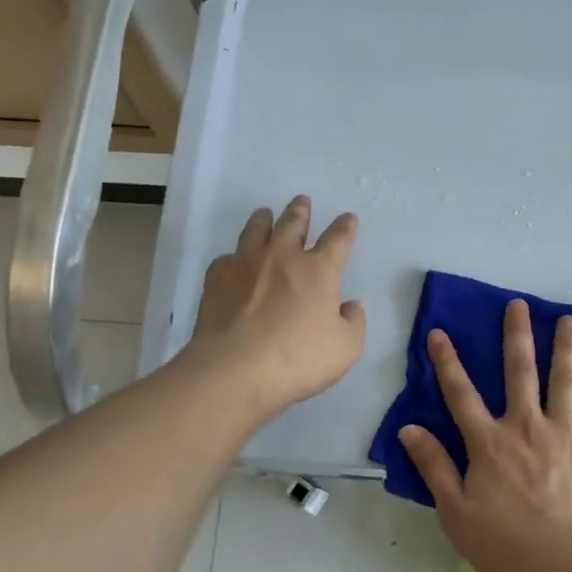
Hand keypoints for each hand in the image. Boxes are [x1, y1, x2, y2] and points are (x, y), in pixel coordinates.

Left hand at [190, 196, 365, 417]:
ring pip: (256, 231)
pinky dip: (234, 256)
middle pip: (293, 224)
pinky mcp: (217, 278)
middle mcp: (282, 257)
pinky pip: (227, 258)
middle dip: (300, 211)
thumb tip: (351, 306)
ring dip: (263, 220)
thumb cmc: (298, 359)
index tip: (348, 218)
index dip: (345, 227)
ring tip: (265, 213)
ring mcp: (246, 264)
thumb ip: (354, 323)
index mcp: (318, 270)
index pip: (338, 239)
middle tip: (302, 201)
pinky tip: (233, 261)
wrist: (235, 370)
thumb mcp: (345, 349)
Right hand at [399, 299, 571, 571]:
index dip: (447, 362)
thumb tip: (408, 429)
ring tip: (569, 320)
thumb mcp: (455, 511)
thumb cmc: (505, 545)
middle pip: (520, 372)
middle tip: (518, 305)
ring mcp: (566, 434)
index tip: (439, 332)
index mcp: (489, 441)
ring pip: (566, 381)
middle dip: (516, 336)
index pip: (460, 393)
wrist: (567, 567)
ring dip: (566, 348)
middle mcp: (527, 426)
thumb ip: (432, 466)